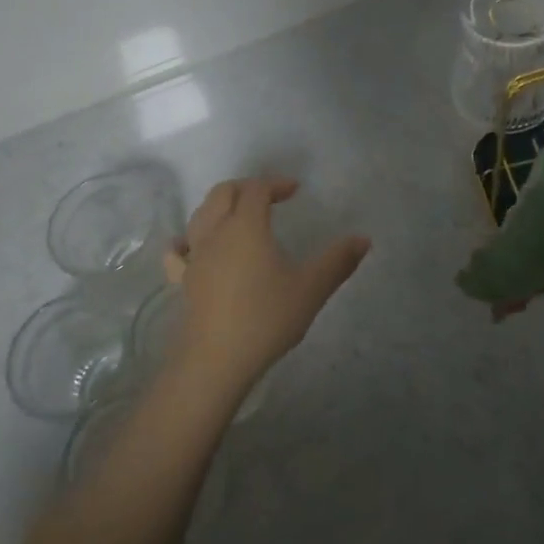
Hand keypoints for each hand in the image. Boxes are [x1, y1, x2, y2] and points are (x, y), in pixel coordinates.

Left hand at [168, 178, 370, 394]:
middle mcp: (215, 232)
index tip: (294, 191)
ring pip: (200, 215)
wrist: (216, 359)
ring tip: (238, 216)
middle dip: (245, 188)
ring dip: (219, 206)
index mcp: (246, 226)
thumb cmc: (266, 318)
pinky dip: (187, 240)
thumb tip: (364, 239)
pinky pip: (179, 251)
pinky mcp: (183, 280)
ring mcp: (195, 256)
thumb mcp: (311, 288)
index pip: (256, 189)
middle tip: (268, 196)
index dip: (275, 184)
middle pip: (223, 193)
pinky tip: (191, 246)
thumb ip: (338, 261)